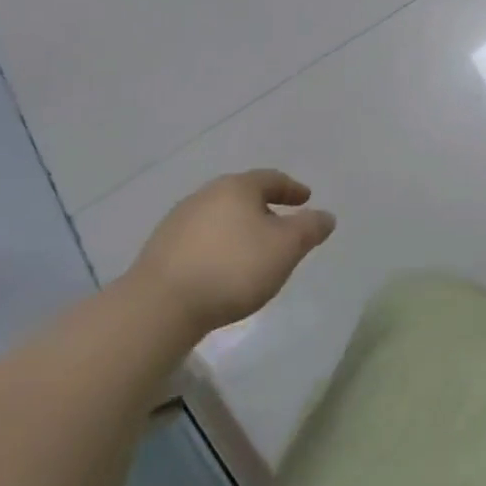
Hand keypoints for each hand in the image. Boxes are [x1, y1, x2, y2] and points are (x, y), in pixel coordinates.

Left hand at [125, 169, 334, 335]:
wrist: (160, 306)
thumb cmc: (233, 268)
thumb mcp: (286, 247)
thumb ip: (310, 228)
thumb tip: (325, 216)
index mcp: (237, 187)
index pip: (271, 179)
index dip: (292, 189)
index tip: (306, 199)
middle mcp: (206, 195)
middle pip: (243, 196)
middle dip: (265, 209)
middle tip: (282, 226)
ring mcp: (178, 222)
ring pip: (220, 218)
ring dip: (240, 229)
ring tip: (254, 251)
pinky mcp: (161, 250)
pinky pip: (201, 240)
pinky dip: (219, 246)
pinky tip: (223, 268)